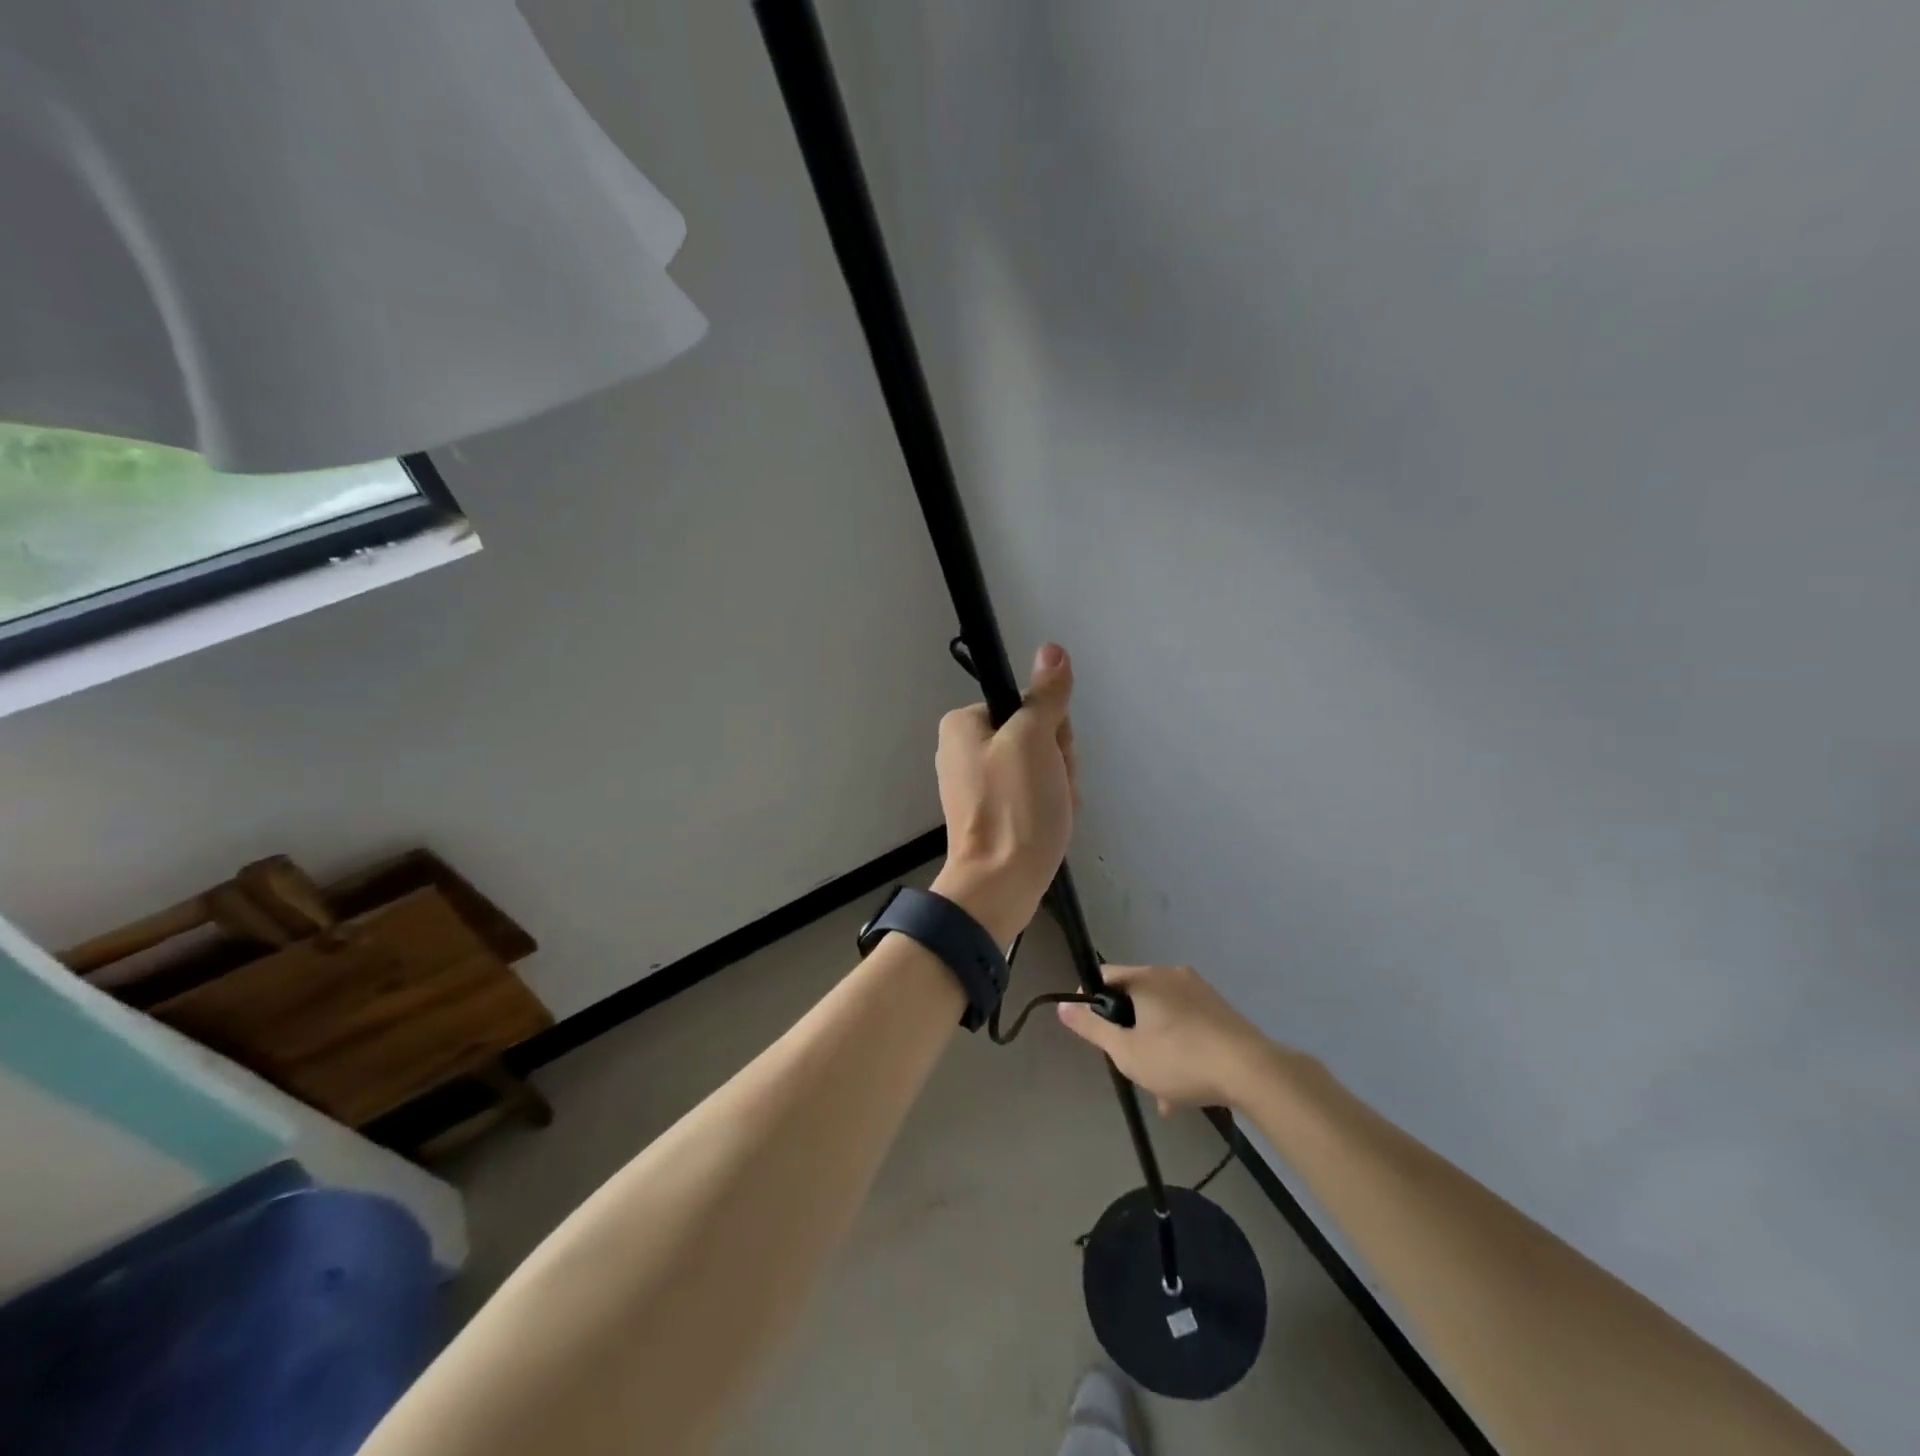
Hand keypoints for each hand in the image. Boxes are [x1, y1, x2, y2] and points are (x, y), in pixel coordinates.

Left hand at [930, 643, 1077, 944]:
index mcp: (963, 725)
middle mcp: (965, 751)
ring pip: (1040, 768)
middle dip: (1056, 761)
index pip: (1025, 706)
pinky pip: (1032, 796)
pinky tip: (1051, 826)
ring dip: (1059, 786)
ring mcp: (979, 786)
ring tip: (1053, 810)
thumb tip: (1052, 650)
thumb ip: (1045, 696)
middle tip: (1052, 786)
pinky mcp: (993, 815)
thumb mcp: (1033, 740)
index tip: (1052, 753)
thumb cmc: (1014, 807)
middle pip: (1034, 736)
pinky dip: (1049, 807)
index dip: (1050, 728)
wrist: (1001, 886)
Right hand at [1056, 964, 1278, 1112]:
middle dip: (1128, 1033)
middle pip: (1135, 998)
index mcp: (1146, 977)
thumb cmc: (1180, 1059)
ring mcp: (1200, 992)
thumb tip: (1063, 1006)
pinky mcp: (1221, 1012)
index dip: (1091, 1001)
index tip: (1091, 1032)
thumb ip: (1092, 1029)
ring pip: (1162, 1017)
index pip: (1105, 976)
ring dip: (1154, 1047)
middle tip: (1128, 1065)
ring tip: (1159, 1092)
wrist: (1253, 1072)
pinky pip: (1186, 1025)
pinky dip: (1178, 1049)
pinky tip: (1183, 1090)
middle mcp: (1172, 975)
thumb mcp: (1127, 1051)